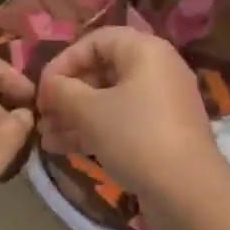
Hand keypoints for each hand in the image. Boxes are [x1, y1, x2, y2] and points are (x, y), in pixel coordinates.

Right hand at [38, 28, 220, 203]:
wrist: (187, 189)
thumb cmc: (135, 136)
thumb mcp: (90, 111)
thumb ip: (62, 91)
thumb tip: (49, 85)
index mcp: (145, 50)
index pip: (95, 41)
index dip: (64, 61)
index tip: (41, 88)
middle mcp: (157, 69)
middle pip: (102, 71)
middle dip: (67, 94)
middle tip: (42, 115)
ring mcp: (162, 102)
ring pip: (110, 100)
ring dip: (75, 115)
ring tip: (45, 136)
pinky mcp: (162, 131)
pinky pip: (122, 120)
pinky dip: (95, 129)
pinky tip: (62, 148)